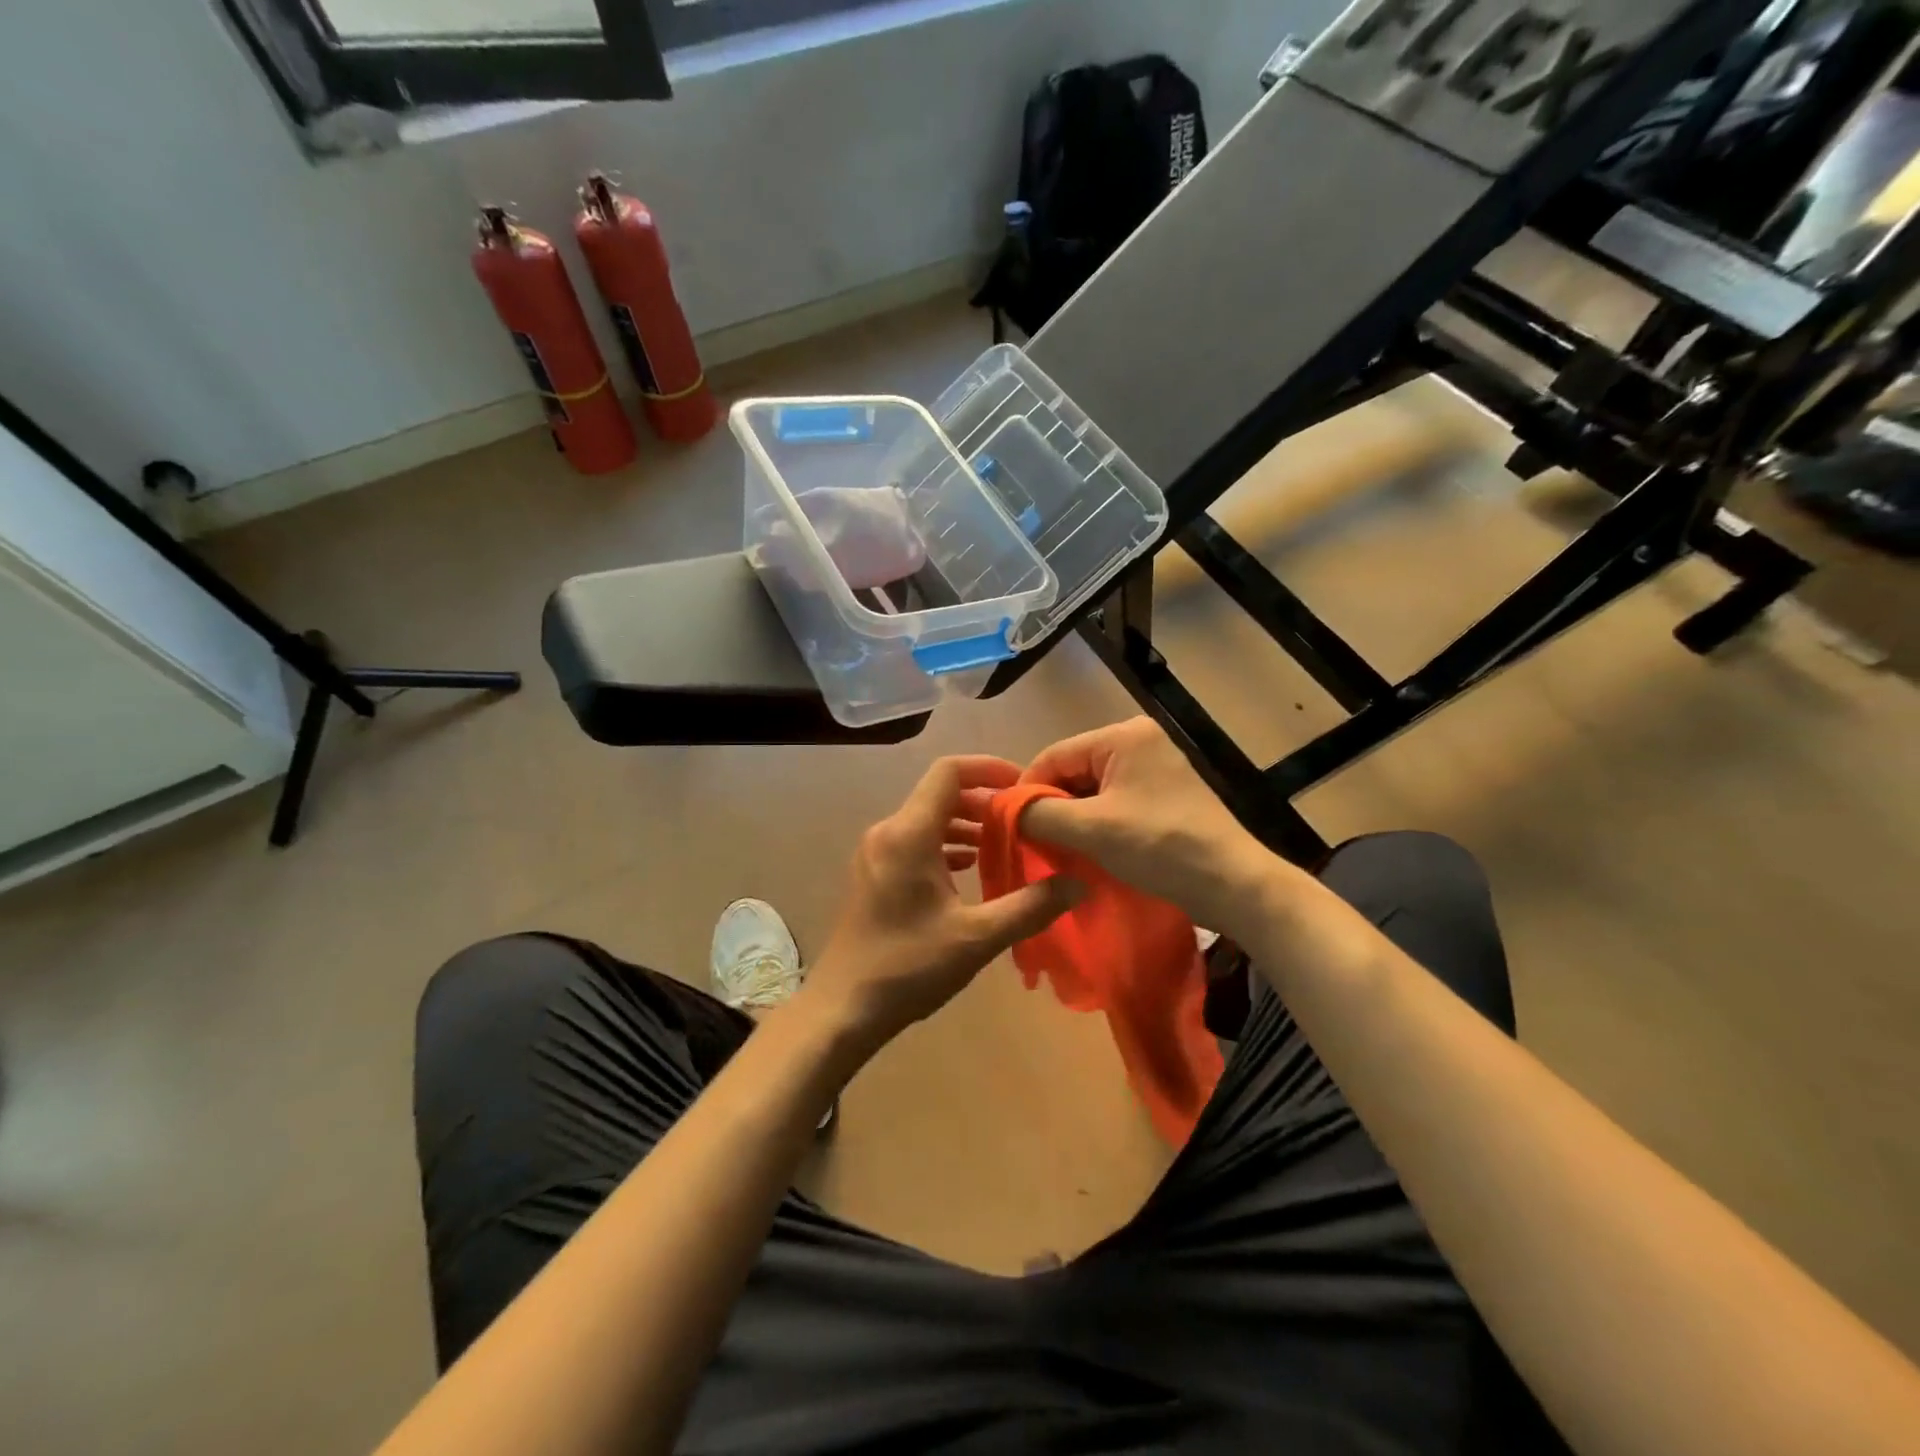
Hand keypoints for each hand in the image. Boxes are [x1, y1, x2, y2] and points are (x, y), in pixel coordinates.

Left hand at [799, 756, 1084, 1049]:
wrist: (843, 1008)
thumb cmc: (908, 967)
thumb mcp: (977, 938)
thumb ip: (1030, 906)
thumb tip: (1078, 883)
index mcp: (909, 833)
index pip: (949, 772)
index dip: (988, 767)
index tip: (1024, 785)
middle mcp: (889, 832)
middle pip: (940, 794)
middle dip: (984, 801)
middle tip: (1024, 820)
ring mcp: (877, 853)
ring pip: (929, 819)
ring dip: (967, 824)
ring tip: (1006, 843)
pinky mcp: (874, 874)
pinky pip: (916, 842)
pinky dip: (947, 845)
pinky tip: (971, 869)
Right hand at [1019, 717, 1277, 935]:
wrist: (1233, 884)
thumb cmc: (1160, 847)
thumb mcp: (1091, 829)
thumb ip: (1039, 813)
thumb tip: (999, 808)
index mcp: (1123, 735)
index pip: (1054, 755)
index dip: (1025, 791)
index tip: (1008, 827)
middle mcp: (1139, 740)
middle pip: (1073, 770)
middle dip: (1051, 806)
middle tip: (1033, 842)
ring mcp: (1155, 766)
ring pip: (1092, 788)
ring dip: (1073, 818)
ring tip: (1058, 849)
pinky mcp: (1165, 793)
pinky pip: (1114, 801)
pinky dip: (1096, 823)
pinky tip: (1088, 849)